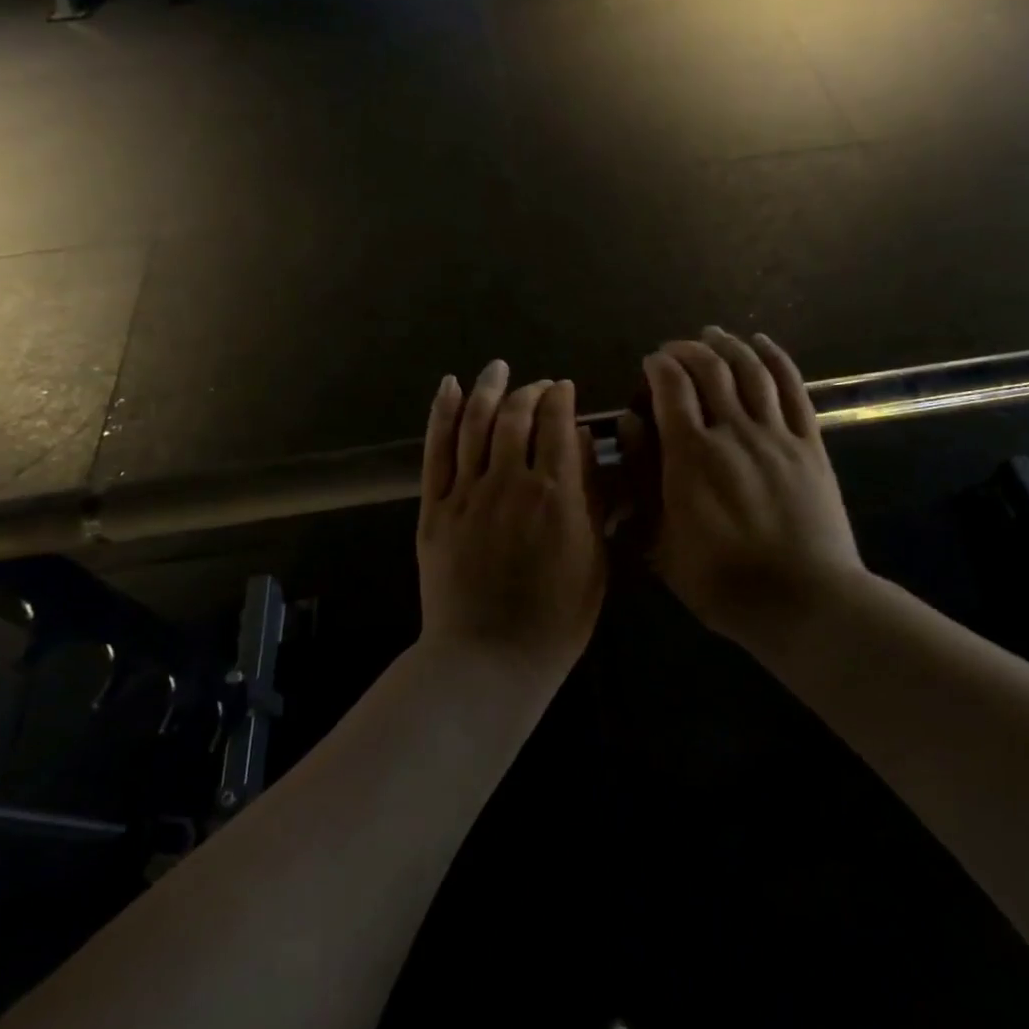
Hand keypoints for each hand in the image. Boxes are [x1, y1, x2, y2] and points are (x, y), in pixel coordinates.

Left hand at [416, 361, 605, 683]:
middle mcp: (510, 481)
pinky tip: (449, 387)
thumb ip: (591, 498)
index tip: (564, 390)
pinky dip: (442, 413)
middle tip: (539, 386)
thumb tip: (581, 444)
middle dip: (530, 391)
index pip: (557, 424)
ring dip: (487, 388)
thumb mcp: (595, 560)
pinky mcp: (434, 507)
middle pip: (517, 415)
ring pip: (475, 422)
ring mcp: (466, 492)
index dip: (561, 399)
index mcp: (556, 495)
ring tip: (497, 368)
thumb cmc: (556, 619)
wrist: (489, 660)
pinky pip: (437, 450)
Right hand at [636, 328, 862, 644]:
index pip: (671, 387)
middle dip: (687, 350)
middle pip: (710, 369)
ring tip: (713, 334)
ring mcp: (776, 434)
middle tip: (675, 349)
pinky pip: (793, 388)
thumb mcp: (660, 539)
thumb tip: (629, 423)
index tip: (650, 362)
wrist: (805, 601)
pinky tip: (762, 344)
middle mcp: (733, 431)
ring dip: (729, 345)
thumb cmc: (721, 580)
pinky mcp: (809, 443)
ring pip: (751, 370)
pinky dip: (775, 359)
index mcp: (692, 455)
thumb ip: (640, 477)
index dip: (658, 366)